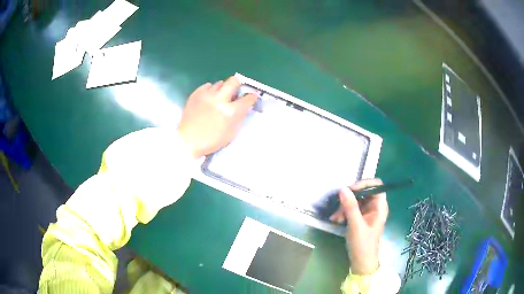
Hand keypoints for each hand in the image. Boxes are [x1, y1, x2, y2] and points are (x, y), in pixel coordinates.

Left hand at [177, 76, 257, 158]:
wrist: (188, 141)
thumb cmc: (211, 141)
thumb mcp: (231, 133)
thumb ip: (239, 117)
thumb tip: (244, 107)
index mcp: (231, 111)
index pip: (247, 98)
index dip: (252, 97)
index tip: (251, 98)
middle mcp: (220, 99)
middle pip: (233, 81)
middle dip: (237, 85)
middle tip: (235, 92)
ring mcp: (207, 95)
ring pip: (219, 83)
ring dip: (222, 89)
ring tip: (219, 98)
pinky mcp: (196, 94)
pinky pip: (207, 85)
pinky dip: (210, 90)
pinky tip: (209, 98)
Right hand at [330, 178, 388, 274]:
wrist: (361, 262)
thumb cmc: (362, 244)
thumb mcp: (355, 225)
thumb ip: (350, 206)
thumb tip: (343, 188)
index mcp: (380, 206)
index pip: (376, 185)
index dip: (364, 184)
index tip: (350, 190)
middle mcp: (375, 207)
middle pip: (364, 192)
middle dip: (350, 197)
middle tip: (338, 204)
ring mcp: (367, 212)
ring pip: (356, 201)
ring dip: (344, 206)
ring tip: (335, 217)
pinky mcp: (360, 218)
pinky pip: (352, 209)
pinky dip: (344, 212)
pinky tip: (336, 220)